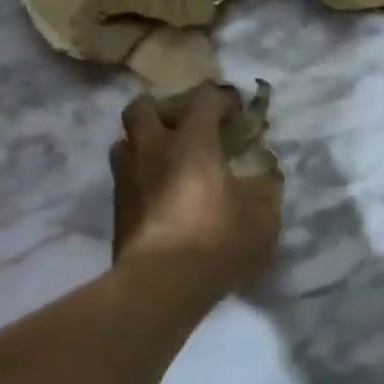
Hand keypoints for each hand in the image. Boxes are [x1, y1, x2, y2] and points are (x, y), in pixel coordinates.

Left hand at [112, 85, 282, 293]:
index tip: (238, 109)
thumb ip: (266, 185)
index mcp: (191, 141)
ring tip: (172, 158)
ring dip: (148, 141)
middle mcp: (152, 149)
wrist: (160, 285)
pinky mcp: (118, 209)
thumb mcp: (263, 214)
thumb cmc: (217, 240)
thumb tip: (265, 173)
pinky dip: (144, 173)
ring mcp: (128, 178)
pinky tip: (165, 192)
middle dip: (168, 108)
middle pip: (145, 107)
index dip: (223, 98)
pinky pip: (127, 175)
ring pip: (127, 141)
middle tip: (191, 126)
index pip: (204, 98)